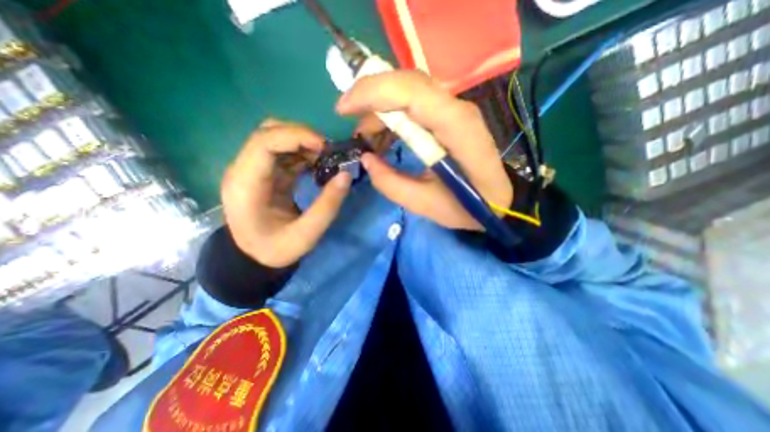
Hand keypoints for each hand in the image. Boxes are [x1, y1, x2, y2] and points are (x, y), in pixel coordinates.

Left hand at [223, 120, 351, 266]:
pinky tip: (317, 164)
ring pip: (275, 138)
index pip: (263, 142)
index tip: (325, 147)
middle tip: (328, 152)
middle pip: (268, 132)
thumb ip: (327, 206)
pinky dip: (302, 153)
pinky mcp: (263, 173)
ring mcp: (252, 170)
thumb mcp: (306, 235)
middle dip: (302, 136)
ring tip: (326, 158)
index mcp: (245, 185)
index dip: (296, 136)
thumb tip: (346, 175)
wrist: (254, 257)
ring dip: (303, 143)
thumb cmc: (276, 249)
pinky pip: (282, 152)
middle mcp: (242, 170)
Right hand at [335, 71, 509, 231]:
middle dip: (369, 95)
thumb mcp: (425, 204)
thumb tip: (367, 159)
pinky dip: (393, 116)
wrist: (497, 199)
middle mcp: (456, 109)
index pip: (411, 92)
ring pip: (408, 91)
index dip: (371, 93)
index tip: (342, 109)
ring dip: (380, 108)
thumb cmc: (468, 206)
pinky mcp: (449, 116)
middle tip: (347, 119)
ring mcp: (454, 110)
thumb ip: (392, 184)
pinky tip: (384, 138)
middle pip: (407, 83)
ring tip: (365, 138)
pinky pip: (415, 104)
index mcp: (455, 128)